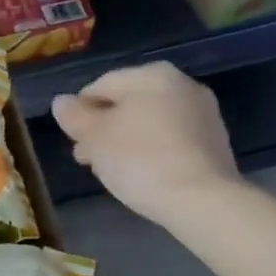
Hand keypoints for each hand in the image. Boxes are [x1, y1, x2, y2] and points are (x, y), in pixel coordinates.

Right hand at [51, 62, 238, 225]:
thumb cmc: (140, 160)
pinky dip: (151, 151)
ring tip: (110, 170)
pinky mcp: (214, 143)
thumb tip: (61, 102)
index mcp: (152, 74)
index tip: (71, 140)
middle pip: (127, 103)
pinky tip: (140, 175)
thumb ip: (74, 115)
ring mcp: (203, 114)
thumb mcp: (94, 137)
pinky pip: (170, 139)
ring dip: (125, 141)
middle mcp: (182, 85)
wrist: (203, 201)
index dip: (80, 112)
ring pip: (148, 122)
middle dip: (103, 128)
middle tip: (87, 158)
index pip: (100, 86)